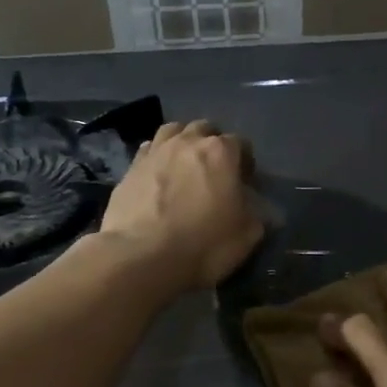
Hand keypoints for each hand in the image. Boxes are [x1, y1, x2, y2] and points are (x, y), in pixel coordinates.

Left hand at [99, 121, 263, 291]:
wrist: (142, 257)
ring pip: (173, 131)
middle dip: (212, 145)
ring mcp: (155, 152)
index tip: (244, 183)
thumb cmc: (205, 244)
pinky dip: (157, 158)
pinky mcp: (129, 169)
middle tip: (214, 172)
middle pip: (204, 129)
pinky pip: (148, 151)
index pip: (241, 143)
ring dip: (182, 143)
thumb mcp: (249, 235)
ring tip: (184, 167)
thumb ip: (257, 213)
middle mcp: (187, 142)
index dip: (245, 162)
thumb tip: (257, 207)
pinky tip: (159, 176)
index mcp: (221, 152)